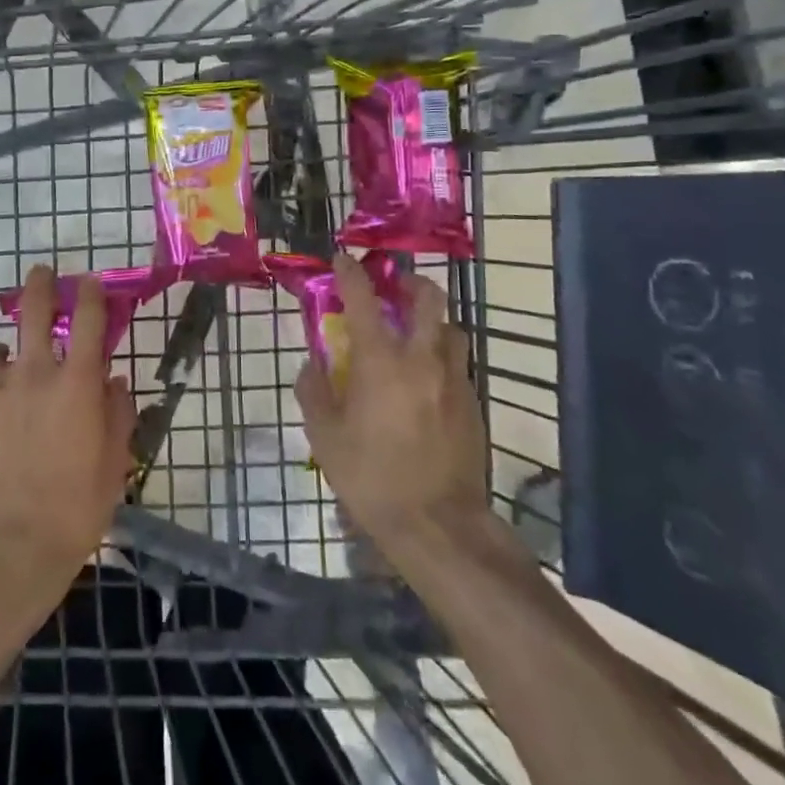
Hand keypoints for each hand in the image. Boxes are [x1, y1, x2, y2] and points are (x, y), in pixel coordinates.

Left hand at [0, 265, 135, 637]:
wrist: (10, 546)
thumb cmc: (76, 506)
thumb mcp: (114, 463)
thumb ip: (117, 415)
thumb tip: (113, 383)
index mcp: (76, 383)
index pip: (88, 320)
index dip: (92, 294)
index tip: (91, 282)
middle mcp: (34, 375)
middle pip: (34, 312)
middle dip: (41, 285)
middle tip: (42, 273)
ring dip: (3, 346)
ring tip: (7, 357)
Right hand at [295, 253, 487, 560]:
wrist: (438, 525)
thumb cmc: (372, 477)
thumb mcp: (325, 437)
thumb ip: (314, 392)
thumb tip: (312, 365)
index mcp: (381, 362)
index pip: (364, 299)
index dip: (351, 273)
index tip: (343, 260)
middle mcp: (422, 359)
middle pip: (428, 298)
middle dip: (410, 282)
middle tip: (394, 288)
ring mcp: (453, 380)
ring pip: (450, 329)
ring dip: (431, 321)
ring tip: (413, 335)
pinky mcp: (472, 404)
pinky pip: (457, 364)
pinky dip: (440, 357)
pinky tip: (425, 382)